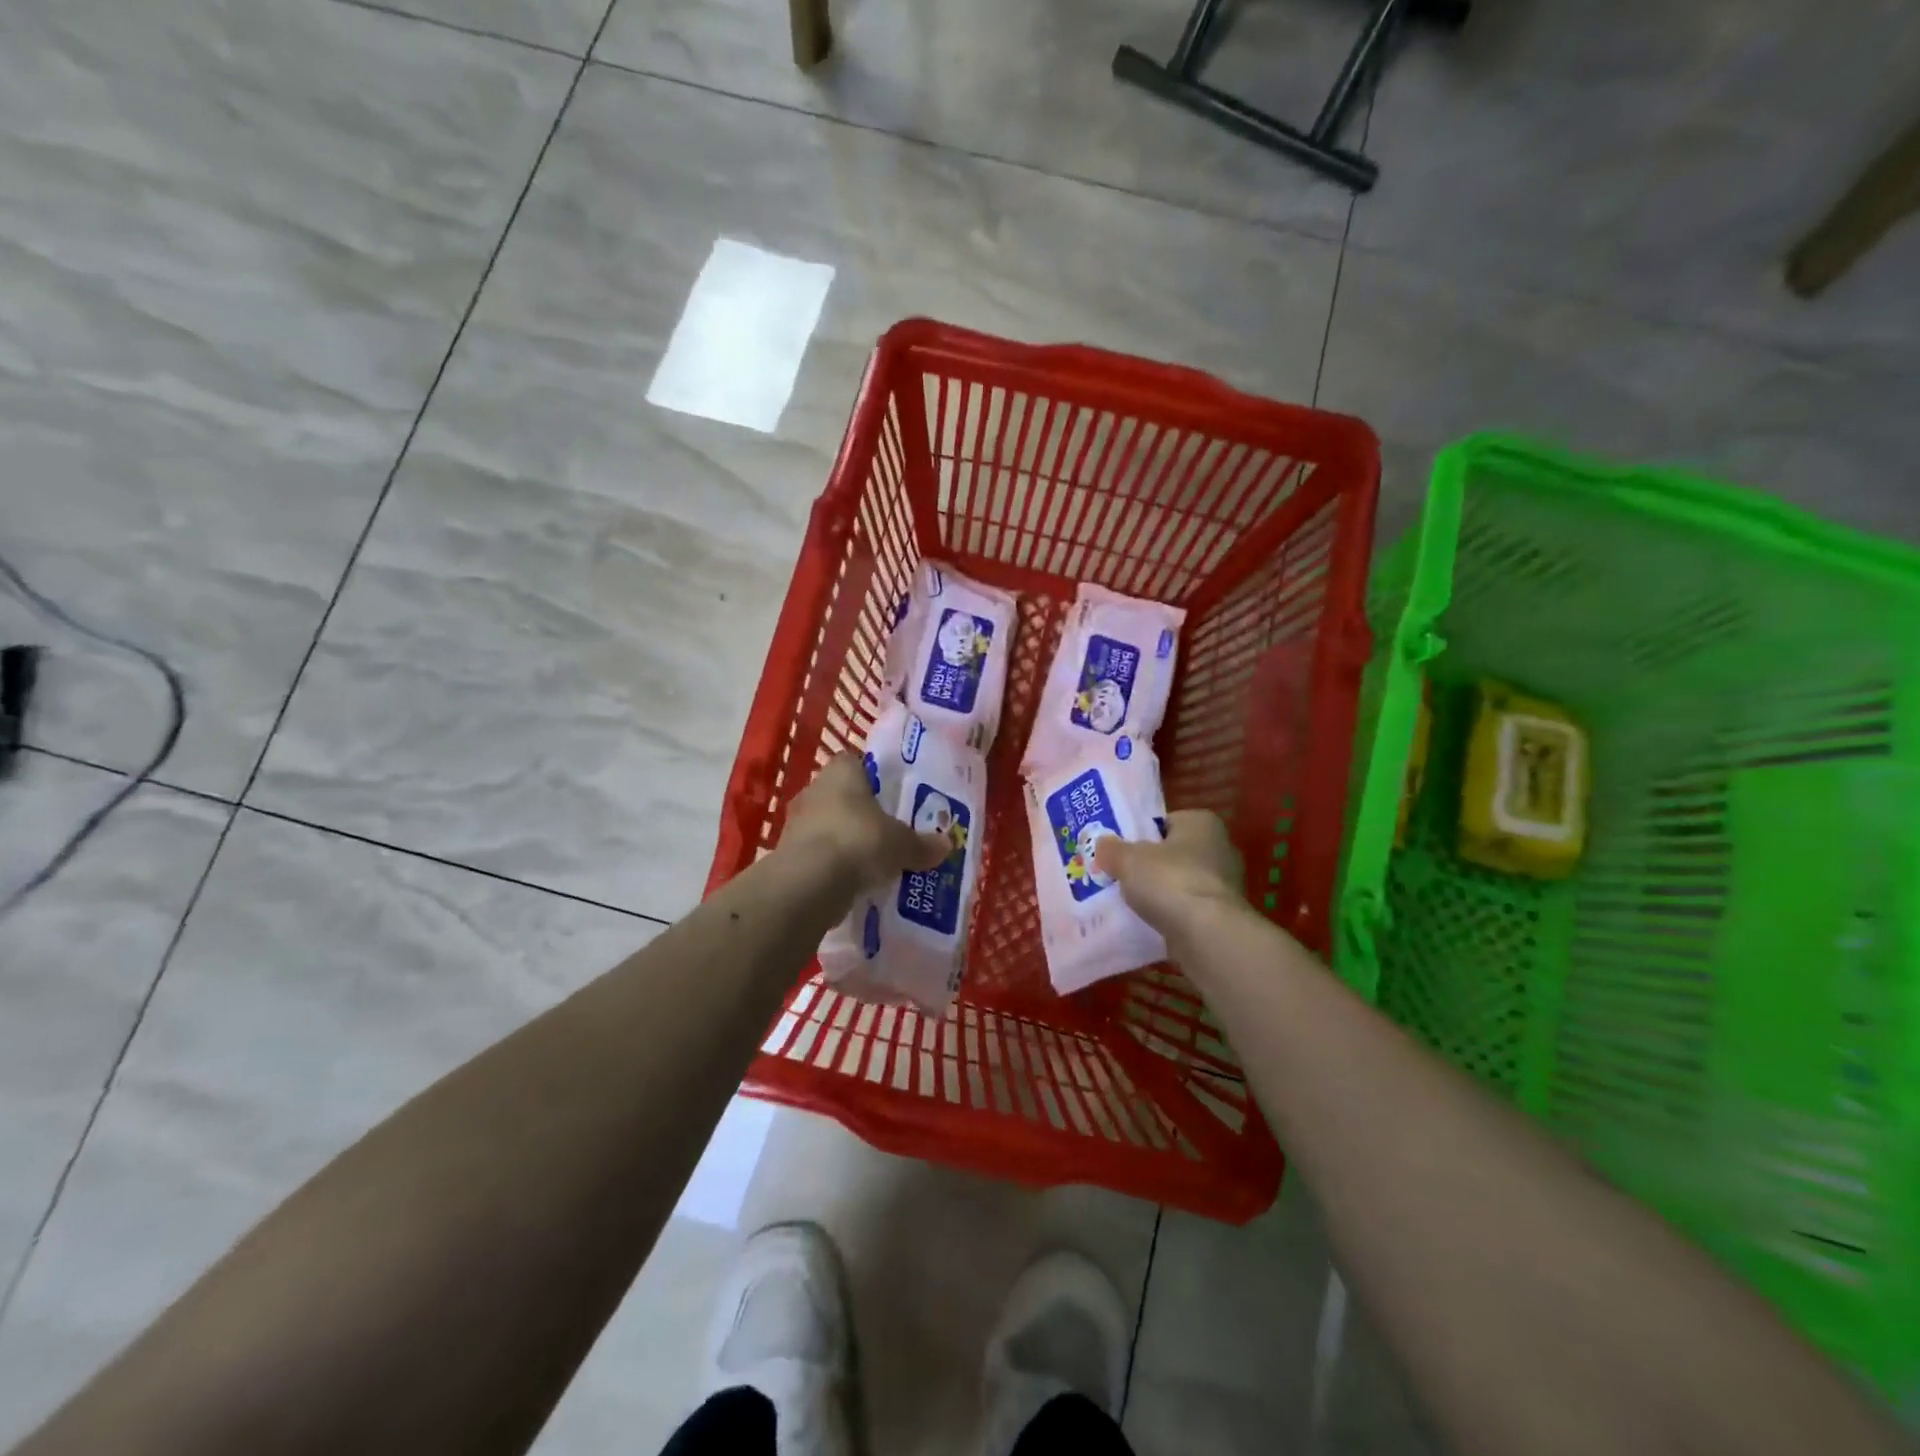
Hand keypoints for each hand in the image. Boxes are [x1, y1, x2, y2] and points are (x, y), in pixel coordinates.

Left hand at [780, 752, 949, 893]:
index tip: (890, 796)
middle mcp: (814, 789)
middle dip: (861, 813)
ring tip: (872, 860)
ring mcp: (795, 822)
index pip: (855, 763)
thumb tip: (947, 845)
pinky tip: (852, 881)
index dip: (873, 778)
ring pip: (827, 825)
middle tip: (887, 831)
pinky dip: (832, 864)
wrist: (809, 883)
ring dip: (845, 840)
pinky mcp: (787, 854)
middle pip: (841, 796)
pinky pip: (817, 854)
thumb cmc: (860, 842)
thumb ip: (922, 844)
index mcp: (841, 772)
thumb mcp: (902, 844)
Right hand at [1094, 810, 1246, 938]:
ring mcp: (1225, 885)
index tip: (1120, 850)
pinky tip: (1149, 923)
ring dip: (1160, 893)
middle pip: (1174, 854)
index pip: (1166, 822)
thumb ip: (1112, 849)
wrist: (1207, 934)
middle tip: (1120, 876)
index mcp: (1202, 823)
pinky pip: (1188, 909)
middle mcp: (1221, 848)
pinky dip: (1172, 915)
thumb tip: (1102, 845)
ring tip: (1130, 903)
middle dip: (1150, 866)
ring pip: (1181, 883)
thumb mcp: (1127, 858)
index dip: (1141, 835)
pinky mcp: (1223, 916)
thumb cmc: (1170, 881)